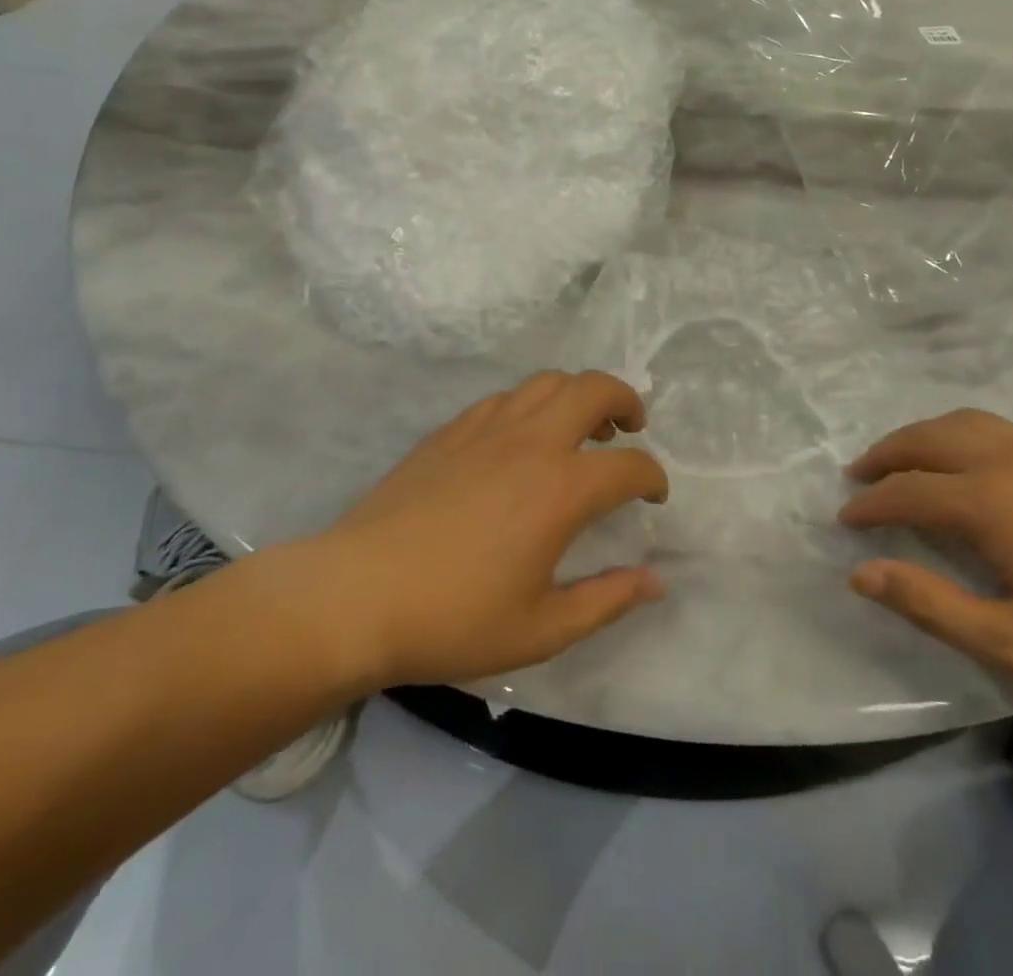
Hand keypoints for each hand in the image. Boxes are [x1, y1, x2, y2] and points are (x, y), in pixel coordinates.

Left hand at [287, 372, 667, 690]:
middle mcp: (531, 443)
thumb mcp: (542, 629)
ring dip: (577, 395)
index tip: (654, 497)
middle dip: (625, 400)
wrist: (356, 597)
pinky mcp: (450, 431)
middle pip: (594, 388)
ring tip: (580, 427)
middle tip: (630, 428)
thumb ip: (607, 600)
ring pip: (547, 382)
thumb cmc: (454, 619)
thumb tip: (656, 581)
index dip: (653, 479)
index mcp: (561, 489)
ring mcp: (486, 429)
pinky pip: (504, 398)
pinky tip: (520, 439)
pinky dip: (529, 406)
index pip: (630, 466)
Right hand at [839, 409, 1012, 716]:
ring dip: (923, 436)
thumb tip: (861, 574)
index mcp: (991, 502)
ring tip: (904, 458)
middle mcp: (1011, 460)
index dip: (869, 505)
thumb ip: (932, 605)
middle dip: (886, 454)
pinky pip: (999, 426)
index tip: (844, 520)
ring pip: (964, 422)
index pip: (908, 491)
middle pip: (929, 439)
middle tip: (859, 475)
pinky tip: (971, 459)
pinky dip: (963, 432)